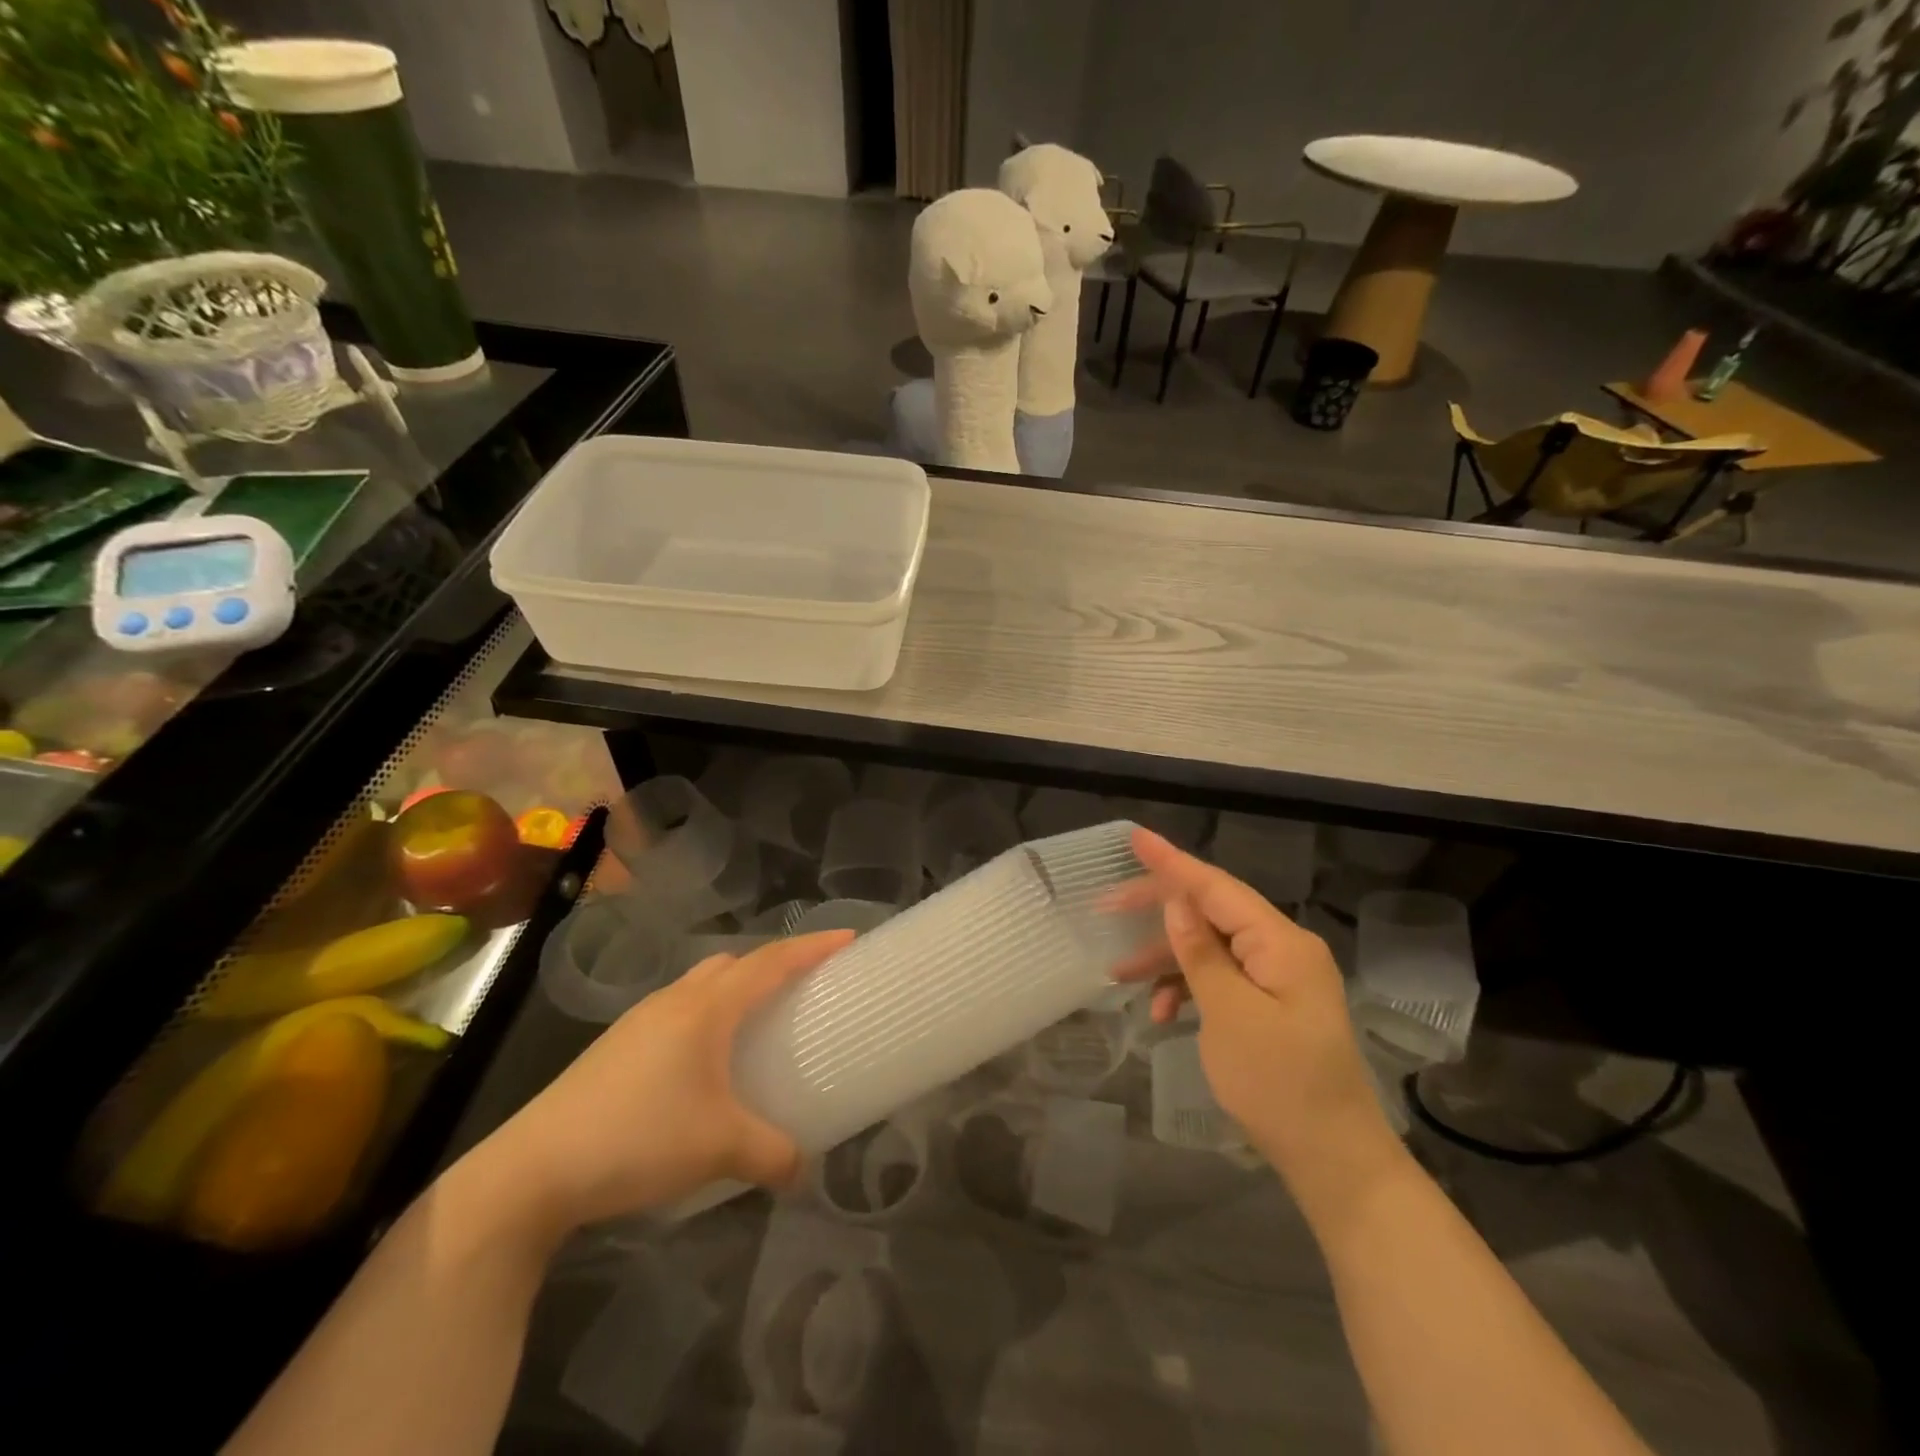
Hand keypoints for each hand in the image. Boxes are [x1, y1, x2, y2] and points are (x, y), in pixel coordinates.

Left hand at [460, 928, 854, 1238]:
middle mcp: (675, 1000)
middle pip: (734, 963)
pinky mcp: (617, 1047)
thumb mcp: (719, 1148)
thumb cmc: (638, 1139)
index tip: (847, 938)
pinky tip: (704, 1061)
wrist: (532, 1170)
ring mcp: (640, 1021)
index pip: (771, 962)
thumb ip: (773, 1154)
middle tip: (803, 985)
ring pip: (700, 984)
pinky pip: (678, 1010)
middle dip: (773, 964)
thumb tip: (805, 1169)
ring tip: (757, 1021)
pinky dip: (705, 1015)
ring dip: (735, 989)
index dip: (812, 947)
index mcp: (706, 1008)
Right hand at [1121, 829, 1400, 1199]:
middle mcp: (1282, 948)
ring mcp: (1278, 978)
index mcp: (1281, 942)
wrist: (1334, 1161)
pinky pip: (1221, 978)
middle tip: (1107, 907)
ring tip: (1120, 974)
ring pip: (1210, 947)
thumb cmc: (1279, 1085)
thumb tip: (1177, 902)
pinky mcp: (1271, 1005)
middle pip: (1211, 912)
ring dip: (1167, 958)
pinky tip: (1161, 1012)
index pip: (1216, 887)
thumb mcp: (1229, 1015)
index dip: (1172, 862)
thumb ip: (1200, 953)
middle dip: (1159, 912)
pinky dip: (1188, 987)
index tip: (1135, 836)